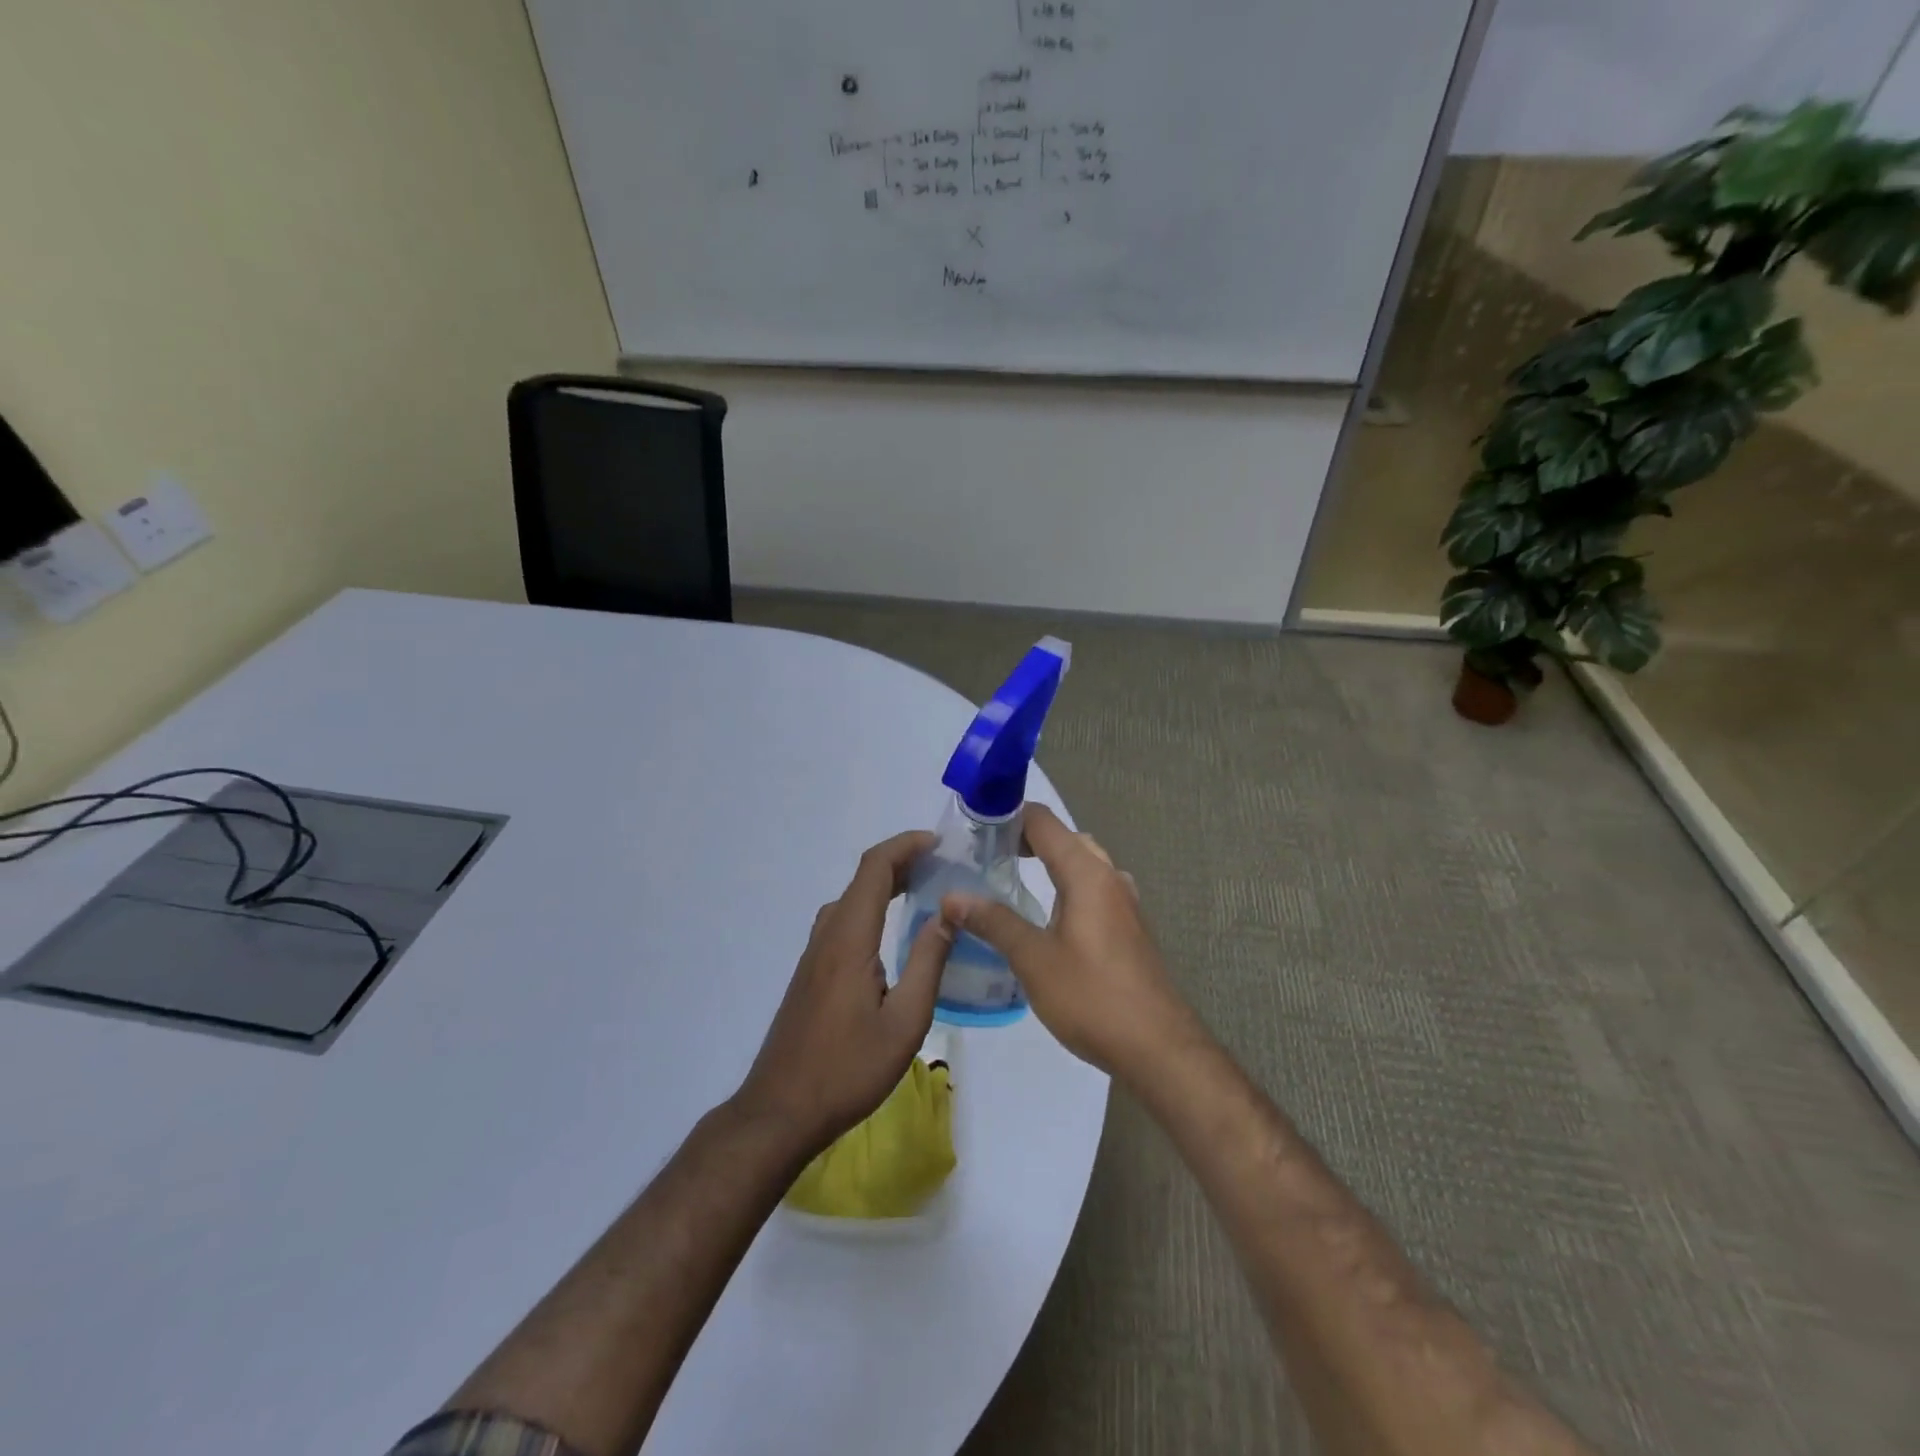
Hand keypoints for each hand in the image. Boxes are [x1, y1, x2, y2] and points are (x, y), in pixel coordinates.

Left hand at [733, 831, 953, 1156]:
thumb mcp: (905, 1021)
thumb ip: (928, 962)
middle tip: (943, 866)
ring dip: (886, 885)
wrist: (781, 1111)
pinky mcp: (811, 973)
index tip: (940, 843)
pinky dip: (872, 908)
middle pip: (863, 879)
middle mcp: (828, 936)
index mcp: (850, 939)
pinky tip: (893, 933)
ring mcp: (814, 954)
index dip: (905, 845)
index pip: (874, 868)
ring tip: (925, 891)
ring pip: (851, 900)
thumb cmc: (848, 1068)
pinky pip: (844, 921)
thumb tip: (948, 913)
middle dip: (902, 861)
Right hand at [943, 804, 1199, 1082]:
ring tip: (1011, 878)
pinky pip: (1093, 889)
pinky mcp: (1129, 928)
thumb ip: (993, 922)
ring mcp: (1125, 903)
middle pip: (1065, 839)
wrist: (1158, 1048)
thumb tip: (951, 897)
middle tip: (986, 854)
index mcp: (1087, 874)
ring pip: (1083, 864)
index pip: (1043, 822)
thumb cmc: (1092, 997)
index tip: (973, 826)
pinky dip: (1066, 886)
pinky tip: (1048, 915)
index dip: (1008, 815)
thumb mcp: (1033, 959)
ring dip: (1050, 862)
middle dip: (1026, 838)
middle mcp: (1109, 877)